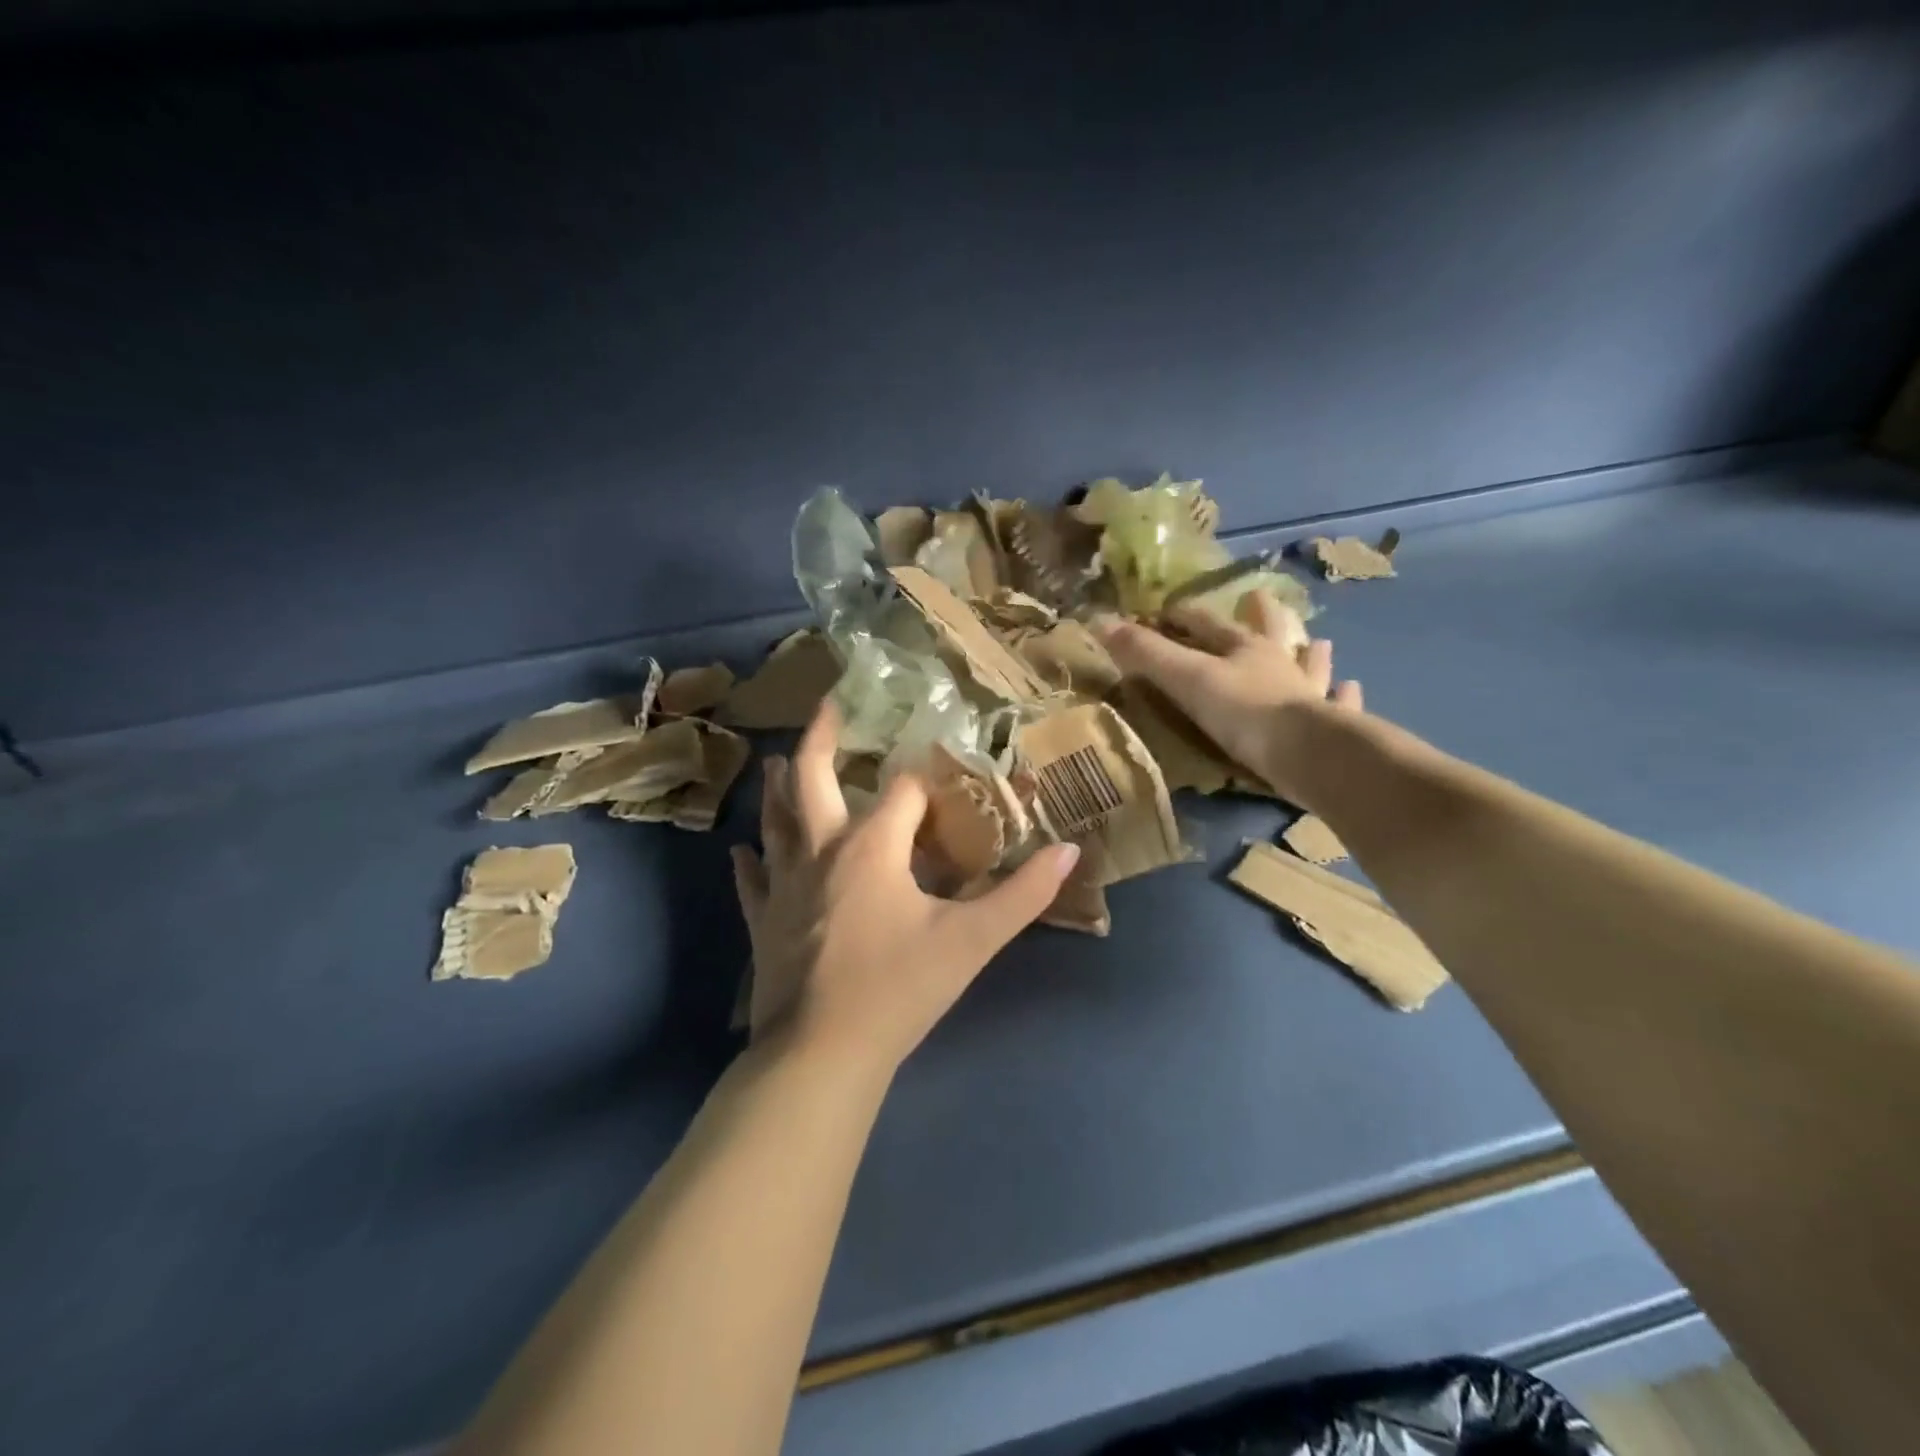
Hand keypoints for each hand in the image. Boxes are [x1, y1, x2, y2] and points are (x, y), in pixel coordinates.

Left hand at [729, 703, 1081, 1079]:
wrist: (821, 1055)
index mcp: (871, 848)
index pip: (902, 792)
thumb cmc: (898, 989)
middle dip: (821, 740)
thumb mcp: (971, 941)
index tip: (940, 765)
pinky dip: (750, 864)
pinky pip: (753, 882)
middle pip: (812, 780)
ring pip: (776, 823)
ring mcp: (784, 887)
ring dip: (778, 790)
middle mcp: (821, 853)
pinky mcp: (763, 924)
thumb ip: (1023, 895)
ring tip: (773, 761)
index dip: (926, 777)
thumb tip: (1069, 850)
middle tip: (826, 706)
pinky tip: (741, 852)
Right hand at [1097, 590, 1363, 805]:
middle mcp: (1280, 664)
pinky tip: (1351, 689)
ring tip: (1319, 644)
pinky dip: (1343, 696)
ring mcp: (1310, 694)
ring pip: (1311, 667)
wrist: (1307, 755)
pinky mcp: (1331, 726)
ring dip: (1311, 655)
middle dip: (1262, 617)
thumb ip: (1146, 654)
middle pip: (1269, 633)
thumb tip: (1100, 621)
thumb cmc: (1243, 712)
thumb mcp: (1186, 680)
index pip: (1208, 624)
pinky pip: (1339, 706)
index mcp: (1244, 649)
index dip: (1186, 616)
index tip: (1168, 610)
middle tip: (1262, 599)